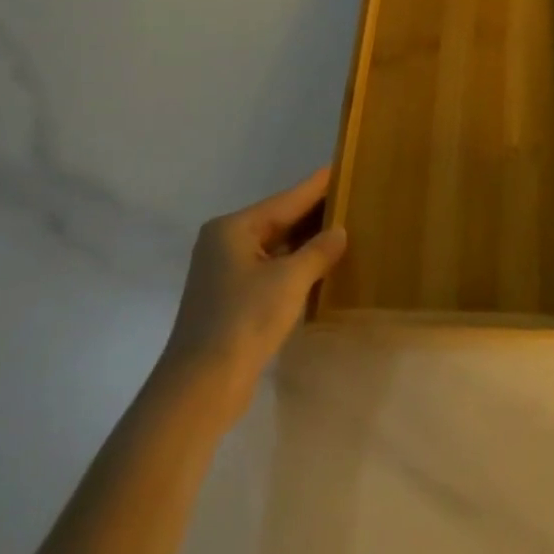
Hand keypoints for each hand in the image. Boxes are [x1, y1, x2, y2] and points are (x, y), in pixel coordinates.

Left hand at [162, 168, 347, 417]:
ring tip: (344, 228)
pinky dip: (294, 266)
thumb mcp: (290, 280)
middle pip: (278, 221)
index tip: (339, 167)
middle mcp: (225, 243)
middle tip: (351, 198)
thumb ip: (318, 251)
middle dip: (313, 214)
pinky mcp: (231, 300)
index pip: (285, 200)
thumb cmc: (245, 319)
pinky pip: (270, 270)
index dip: (315, 186)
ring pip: (275, 247)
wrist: (202, 386)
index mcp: (233, 228)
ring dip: (305, 243)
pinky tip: (320, 266)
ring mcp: (226, 273)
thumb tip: (339, 231)